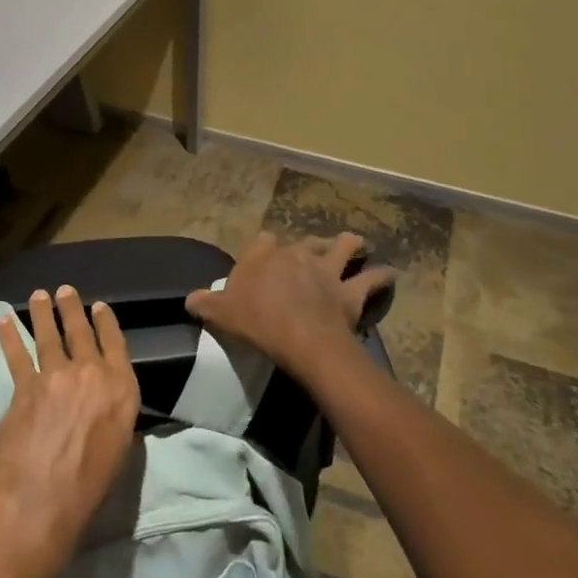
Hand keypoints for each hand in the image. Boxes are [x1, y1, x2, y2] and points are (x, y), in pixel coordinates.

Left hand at [0, 286, 140, 577]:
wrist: (41, 502)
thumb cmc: (90, 490)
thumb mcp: (119, 452)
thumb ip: (115, 420)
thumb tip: (109, 409)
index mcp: (121, 390)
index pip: (116, 344)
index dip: (107, 323)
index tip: (100, 306)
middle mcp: (91, 373)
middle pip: (81, 332)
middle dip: (73, 308)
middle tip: (65, 290)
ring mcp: (55, 376)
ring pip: (49, 335)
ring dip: (43, 313)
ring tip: (38, 296)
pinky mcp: (24, 386)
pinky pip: (17, 355)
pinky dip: (9, 336)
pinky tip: (3, 321)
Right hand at [185, 231, 394, 382]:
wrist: (299, 337)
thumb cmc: (256, 321)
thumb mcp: (220, 313)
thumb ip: (204, 303)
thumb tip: (188, 300)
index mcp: (264, 254)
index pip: (263, 240)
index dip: (265, 249)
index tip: (265, 258)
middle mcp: (297, 252)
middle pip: (305, 240)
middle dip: (309, 245)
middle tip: (311, 256)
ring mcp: (326, 269)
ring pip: (343, 247)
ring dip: (351, 246)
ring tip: (357, 247)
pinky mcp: (349, 291)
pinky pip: (371, 279)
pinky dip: (382, 277)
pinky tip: (389, 275)